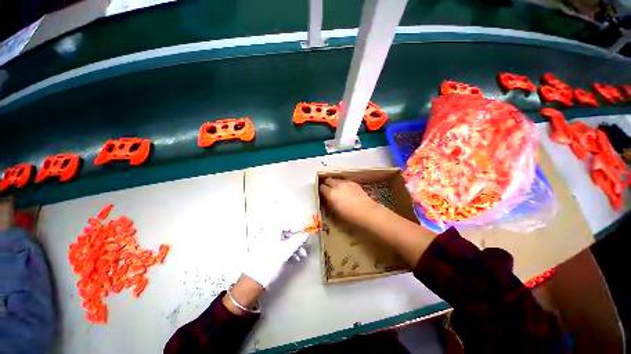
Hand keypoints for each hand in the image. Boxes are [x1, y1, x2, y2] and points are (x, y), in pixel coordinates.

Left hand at [242, 232, 308, 288]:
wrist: (253, 281)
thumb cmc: (270, 263)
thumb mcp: (286, 251)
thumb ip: (297, 241)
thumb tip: (305, 234)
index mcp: (271, 231)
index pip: (287, 226)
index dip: (297, 229)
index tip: (304, 234)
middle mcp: (268, 235)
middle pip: (285, 234)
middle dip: (296, 241)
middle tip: (304, 247)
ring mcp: (266, 244)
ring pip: (283, 242)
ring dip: (293, 247)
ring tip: (301, 256)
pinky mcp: (265, 253)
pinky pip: (279, 248)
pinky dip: (287, 252)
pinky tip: (294, 259)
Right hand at [320, 177, 436, 266]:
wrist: (367, 212)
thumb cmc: (350, 216)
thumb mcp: (335, 211)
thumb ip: (329, 202)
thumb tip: (326, 198)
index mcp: (331, 193)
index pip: (321, 187)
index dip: (321, 190)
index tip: (322, 194)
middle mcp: (337, 185)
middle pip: (328, 180)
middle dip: (326, 184)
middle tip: (328, 190)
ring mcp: (346, 183)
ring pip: (336, 179)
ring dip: (334, 183)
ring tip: (337, 189)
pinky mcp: (354, 183)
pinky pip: (344, 181)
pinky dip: (342, 184)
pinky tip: (346, 190)